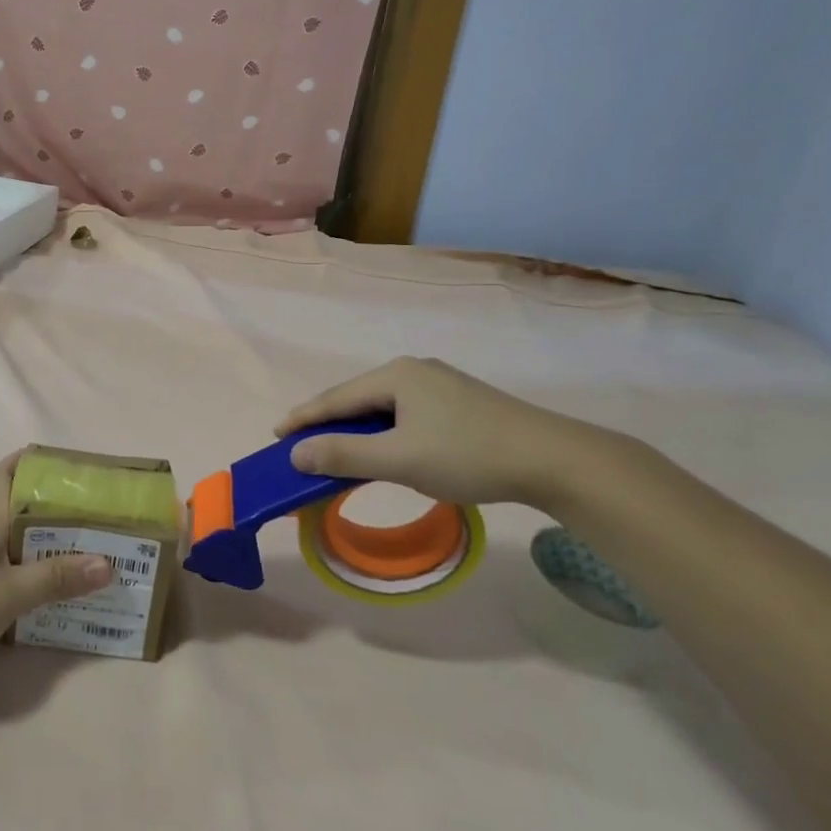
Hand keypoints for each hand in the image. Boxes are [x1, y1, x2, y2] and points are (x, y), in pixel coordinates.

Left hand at [0, 453, 112, 682]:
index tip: (66, 464)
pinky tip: (50, 596)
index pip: (4, 472)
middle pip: (18, 509)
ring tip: (85, 558)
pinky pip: (6, 571)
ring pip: (14, 543)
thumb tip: (109, 562)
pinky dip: (30, 576)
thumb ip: (56, 578)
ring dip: (46, 546)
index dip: (31, 460)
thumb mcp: (8, 594)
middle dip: (55, 509)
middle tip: (95, 517)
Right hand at [277, 357, 606, 507]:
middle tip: (302, 446)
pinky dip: (385, 432)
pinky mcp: (460, 402)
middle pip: (358, 398)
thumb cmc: (467, 454)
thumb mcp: (399, 459)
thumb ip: (344, 455)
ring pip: (383, 407)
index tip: (276, 435)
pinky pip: (405, 413)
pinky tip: (386, 448)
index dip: (304, 417)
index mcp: (396, 375)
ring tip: (338, 450)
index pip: (336, 397)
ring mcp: (440, 384)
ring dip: (358, 430)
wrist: (554, 459)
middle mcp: (414, 370)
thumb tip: (295, 452)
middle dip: (329, 423)